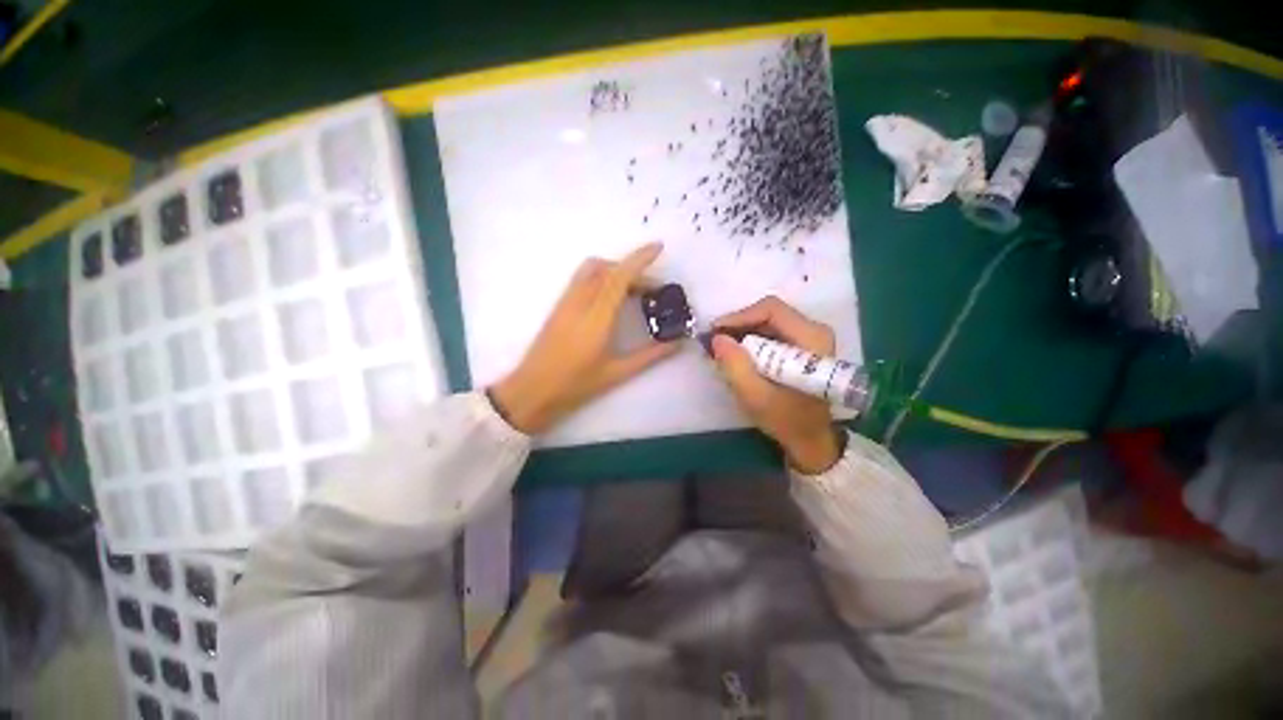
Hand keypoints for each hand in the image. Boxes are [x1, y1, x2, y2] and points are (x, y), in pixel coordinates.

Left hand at [490, 242, 680, 433]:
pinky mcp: (559, 307)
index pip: (619, 278)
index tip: (658, 247)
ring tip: (633, 291)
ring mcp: (566, 302)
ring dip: (615, 270)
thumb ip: (650, 356)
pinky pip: (582, 280)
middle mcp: (580, 302)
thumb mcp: (617, 373)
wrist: (532, 391)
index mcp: (597, 318)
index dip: (639, 259)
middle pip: (606, 269)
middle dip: (632, 269)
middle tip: (653, 289)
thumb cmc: (575, 385)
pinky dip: (602, 277)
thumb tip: (677, 344)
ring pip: (591, 270)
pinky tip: (612, 298)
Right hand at [711, 296, 841, 473]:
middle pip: (769, 313)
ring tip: (723, 348)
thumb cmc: (787, 420)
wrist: (811, 439)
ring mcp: (809, 337)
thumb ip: (735, 366)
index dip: (739, 316)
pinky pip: (771, 332)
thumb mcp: (756, 397)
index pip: (771, 310)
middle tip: (715, 341)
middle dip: (738, 325)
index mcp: (812, 339)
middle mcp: (815, 330)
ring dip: (742, 332)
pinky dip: (751, 340)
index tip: (715, 332)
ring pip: (768, 321)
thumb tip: (716, 338)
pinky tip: (737, 354)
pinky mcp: (802, 345)